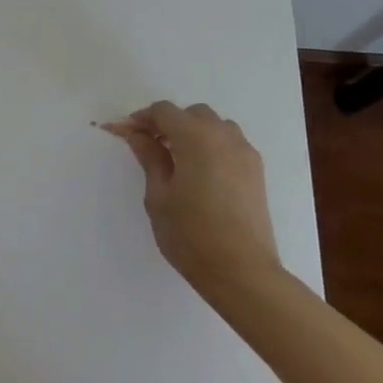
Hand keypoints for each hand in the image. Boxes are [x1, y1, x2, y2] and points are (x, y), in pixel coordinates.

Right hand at [104, 102, 279, 292]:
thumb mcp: (159, 195)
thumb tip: (136, 134)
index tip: (126, 133)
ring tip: (177, 158)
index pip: (164, 111)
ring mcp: (244, 152)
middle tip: (149, 146)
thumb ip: (149, 157)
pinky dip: (212, 145)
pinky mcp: (256, 170)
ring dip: (193, 132)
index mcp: (195, 137)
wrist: (242, 271)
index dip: (141, 118)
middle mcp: (223, 136)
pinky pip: (230, 143)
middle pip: (191, 114)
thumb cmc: (191, 234)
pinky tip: (201, 172)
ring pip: (214, 125)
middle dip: (168, 123)